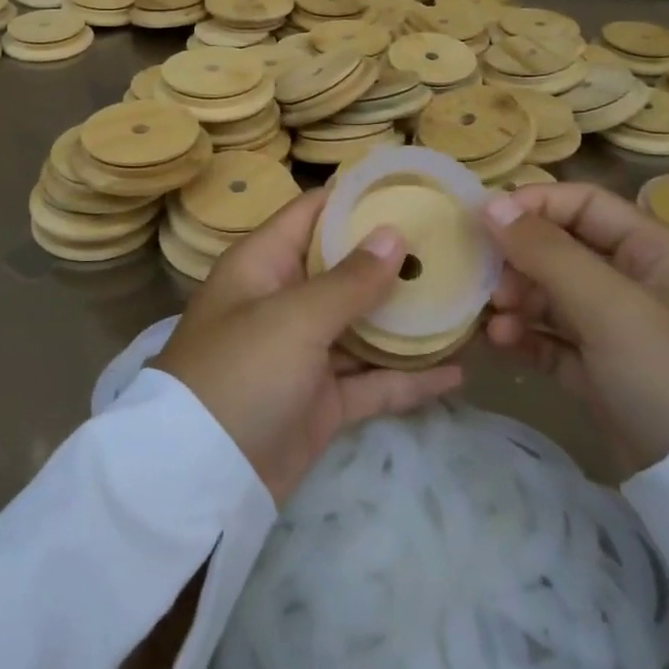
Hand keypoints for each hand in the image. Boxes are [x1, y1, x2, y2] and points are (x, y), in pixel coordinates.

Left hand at [155, 189, 463, 503]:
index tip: (412, 189)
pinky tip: (457, 371)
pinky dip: (409, 378)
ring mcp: (305, 353)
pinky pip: (372, 381)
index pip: (313, 214)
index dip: (357, 198)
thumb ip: (348, 280)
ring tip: (466, 301)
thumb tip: (394, 234)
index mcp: (264, 265)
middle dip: (394, 259)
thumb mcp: (294, 318)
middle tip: (455, 245)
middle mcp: (284, 300)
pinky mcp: (322, 401)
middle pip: (345, 268)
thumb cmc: (240, 373)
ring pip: (364, 326)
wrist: (201, 480)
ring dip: (409, 319)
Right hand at [479, 182, 668, 474]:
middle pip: (563, 250)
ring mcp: (620, 329)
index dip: (534, 206)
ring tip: (497, 322)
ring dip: (519, 303)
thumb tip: (490, 206)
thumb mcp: (609, 305)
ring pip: (553, 296)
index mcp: (656, 251)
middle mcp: (638, 282)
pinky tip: (501, 343)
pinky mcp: (603, 371)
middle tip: (491, 286)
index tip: (485, 223)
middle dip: (520, 263)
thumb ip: (547, 252)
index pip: (585, 204)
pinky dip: (526, 337)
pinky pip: (554, 339)